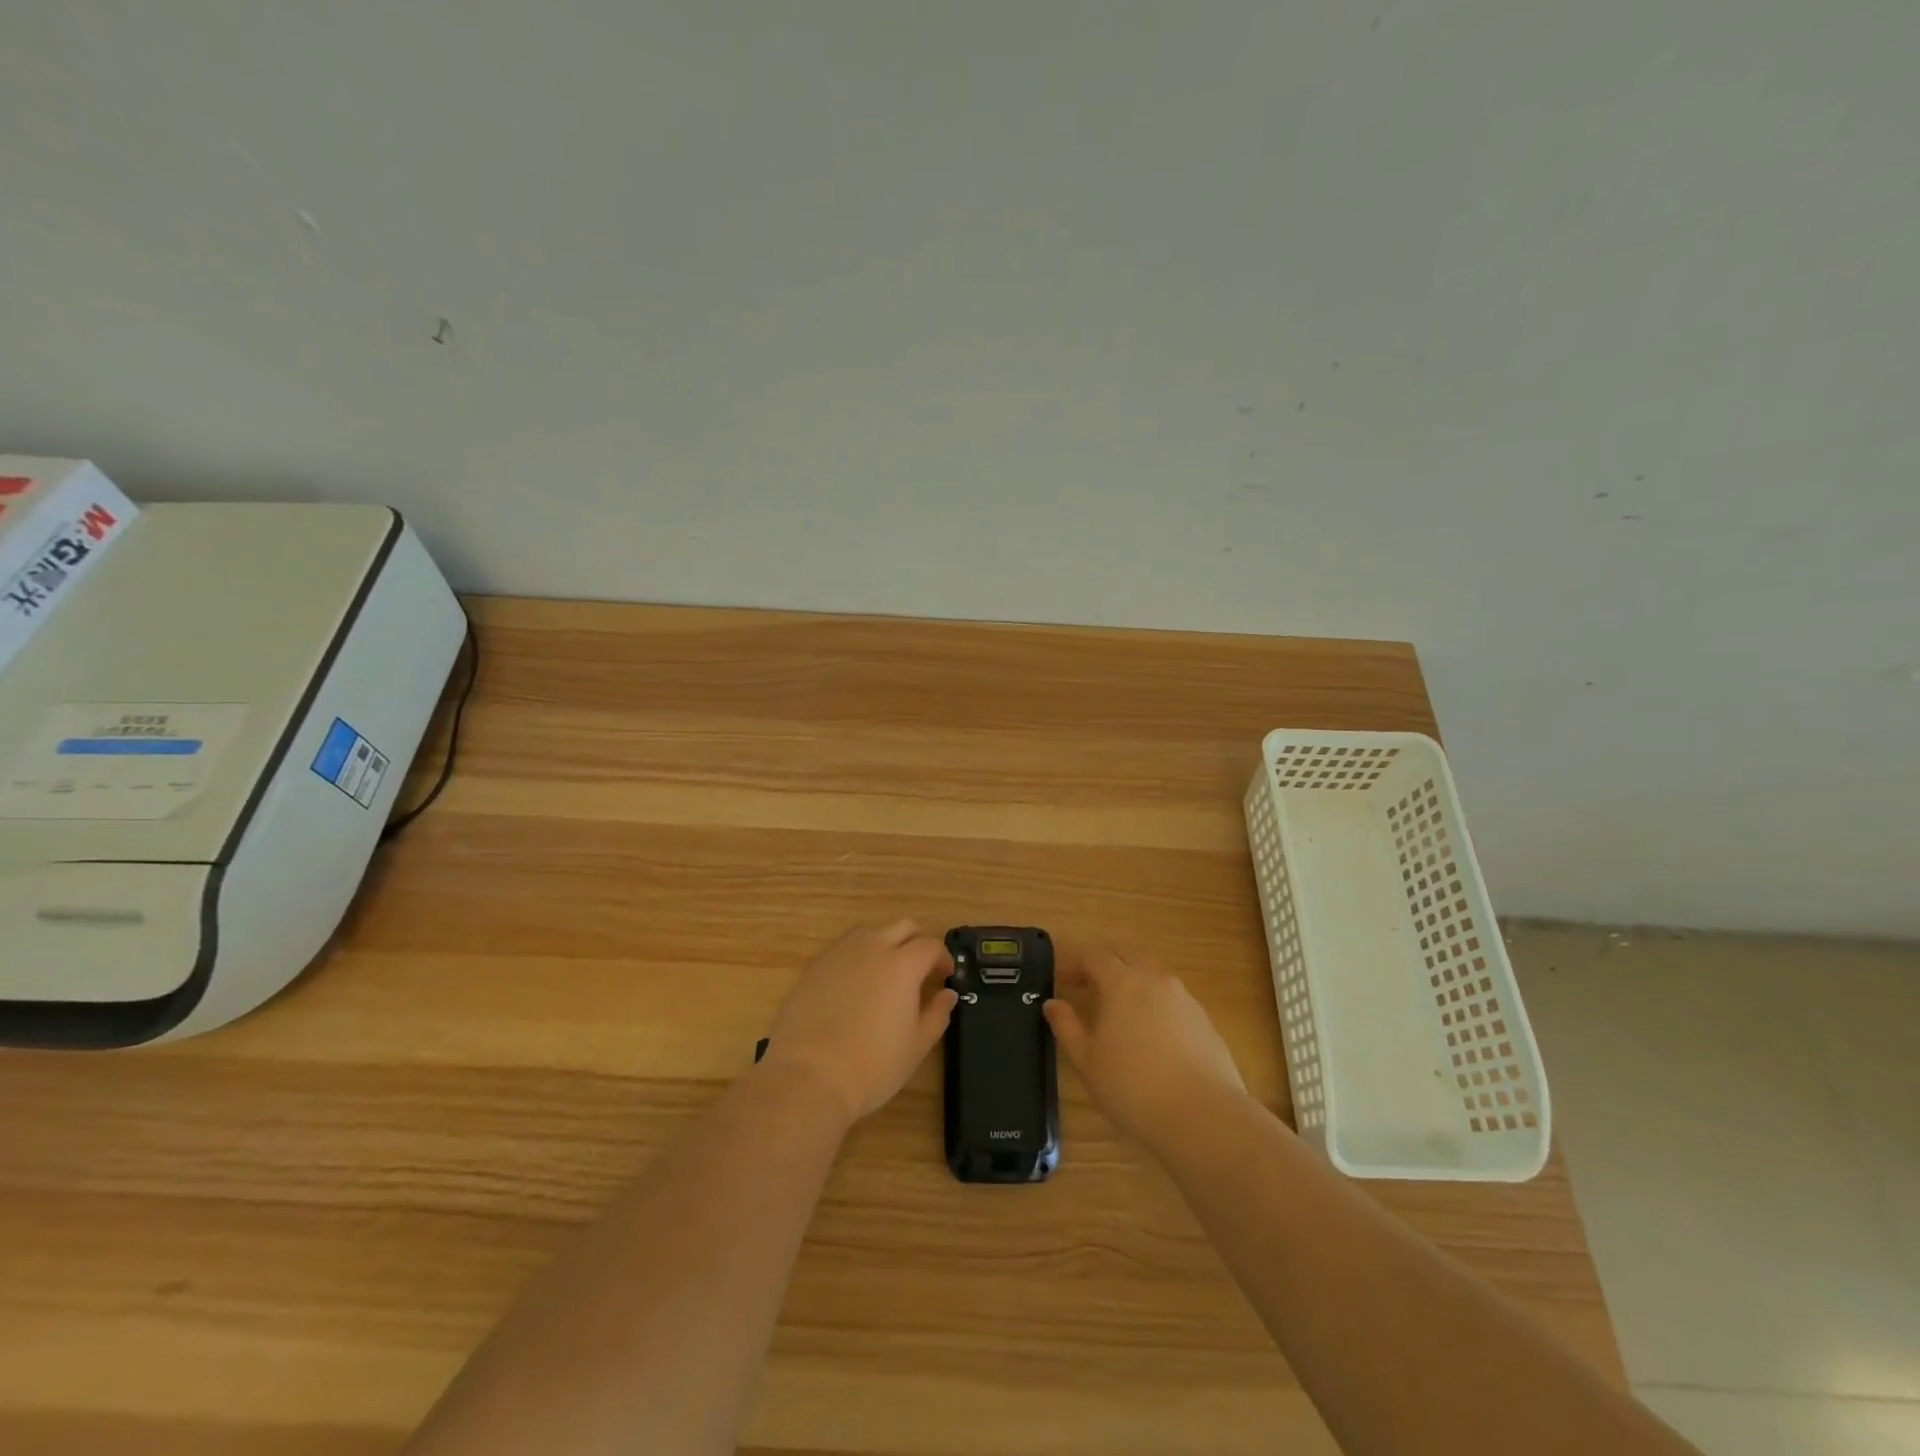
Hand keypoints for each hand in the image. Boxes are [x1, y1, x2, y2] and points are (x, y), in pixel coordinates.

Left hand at [760, 920, 957, 1126]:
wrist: (808, 1077)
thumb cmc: (872, 1066)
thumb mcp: (916, 1046)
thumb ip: (937, 1014)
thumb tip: (947, 994)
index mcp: (903, 964)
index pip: (931, 945)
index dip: (943, 958)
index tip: (944, 976)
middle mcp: (872, 948)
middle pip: (902, 927)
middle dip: (916, 942)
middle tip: (919, 970)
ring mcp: (839, 954)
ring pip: (870, 933)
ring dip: (885, 944)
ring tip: (885, 975)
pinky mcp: (814, 967)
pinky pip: (843, 949)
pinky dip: (856, 958)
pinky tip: (853, 987)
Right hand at [1044, 945, 1246, 1148]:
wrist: (1204, 1116)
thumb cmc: (1133, 1087)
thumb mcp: (1087, 1060)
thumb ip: (1066, 1026)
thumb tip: (1052, 1004)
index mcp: (1123, 982)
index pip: (1094, 955)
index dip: (1074, 962)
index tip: (1062, 979)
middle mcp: (1155, 979)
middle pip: (1126, 955)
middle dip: (1104, 963)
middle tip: (1087, 984)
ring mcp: (1184, 998)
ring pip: (1152, 973)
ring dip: (1131, 979)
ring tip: (1119, 1007)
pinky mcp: (1204, 1019)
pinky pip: (1172, 997)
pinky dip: (1154, 1001)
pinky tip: (1151, 1031)